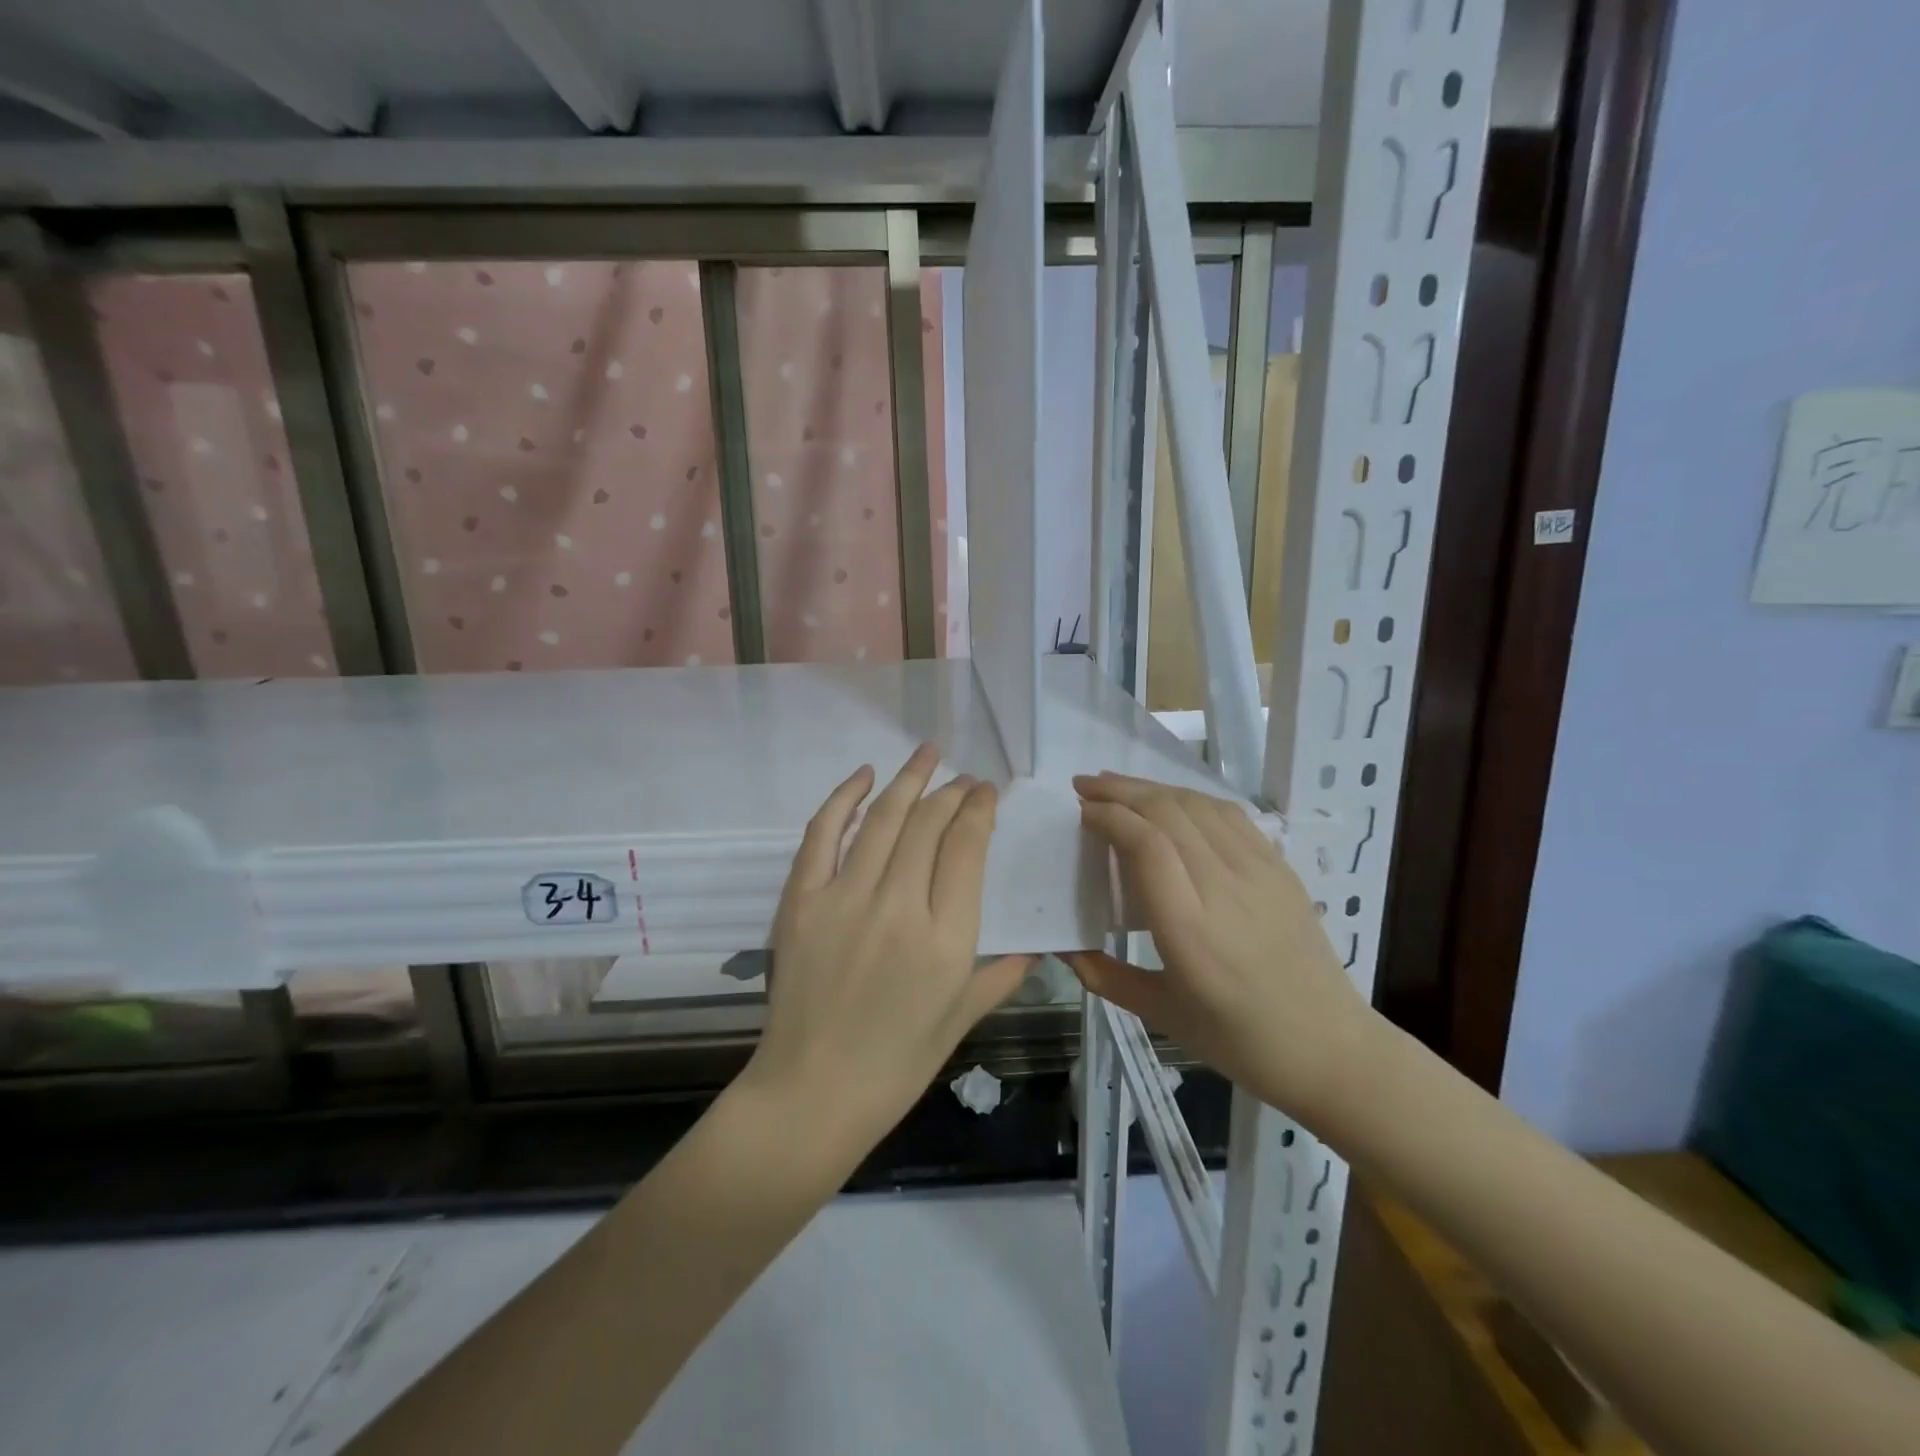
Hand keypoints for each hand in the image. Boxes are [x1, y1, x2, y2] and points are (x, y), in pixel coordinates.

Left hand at [743, 745, 1033, 1152]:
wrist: (812, 1093)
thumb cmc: (896, 1065)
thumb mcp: (960, 1022)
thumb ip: (1001, 976)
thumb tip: (1036, 947)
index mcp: (946, 939)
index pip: (967, 848)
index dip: (979, 809)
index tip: (985, 792)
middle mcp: (898, 906)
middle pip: (929, 824)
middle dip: (951, 791)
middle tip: (963, 776)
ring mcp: (844, 899)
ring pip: (884, 819)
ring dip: (909, 779)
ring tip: (927, 752)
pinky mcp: (801, 901)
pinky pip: (823, 834)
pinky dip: (844, 799)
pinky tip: (865, 776)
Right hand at [1062, 772, 1374, 1121]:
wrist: (1328, 1048)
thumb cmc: (1238, 1039)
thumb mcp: (1160, 1014)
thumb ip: (1104, 975)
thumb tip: (1060, 946)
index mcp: (1189, 929)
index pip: (1146, 844)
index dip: (1110, 816)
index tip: (1081, 810)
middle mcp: (1224, 888)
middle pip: (1169, 813)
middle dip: (1122, 791)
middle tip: (1085, 785)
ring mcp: (1259, 872)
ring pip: (1199, 805)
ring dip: (1153, 788)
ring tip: (1119, 787)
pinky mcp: (1280, 868)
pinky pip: (1230, 815)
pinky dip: (1191, 798)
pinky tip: (1171, 802)